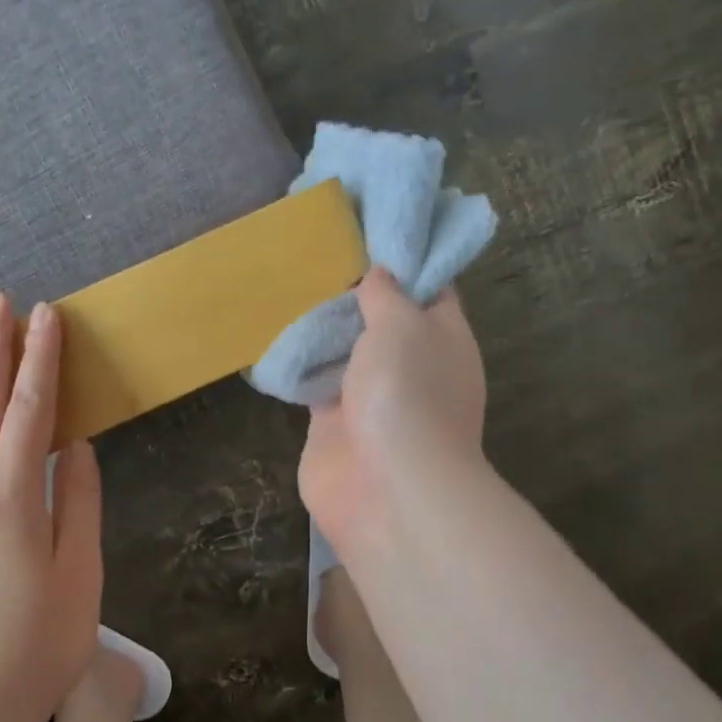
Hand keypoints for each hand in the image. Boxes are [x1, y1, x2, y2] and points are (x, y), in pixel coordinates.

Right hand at [299, 268, 487, 552]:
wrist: (386, 488)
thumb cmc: (406, 393)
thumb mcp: (403, 324)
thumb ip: (387, 294)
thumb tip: (378, 274)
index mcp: (443, 338)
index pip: (429, 289)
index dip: (404, 261)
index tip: (370, 233)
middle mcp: (411, 365)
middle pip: (383, 319)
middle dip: (354, 293)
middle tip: (316, 253)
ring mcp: (372, 396)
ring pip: (347, 351)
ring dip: (324, 327)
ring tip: (289, 284)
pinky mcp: (334, 423)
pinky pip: (316, 382)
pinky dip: (301, 363)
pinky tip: (278, 333)